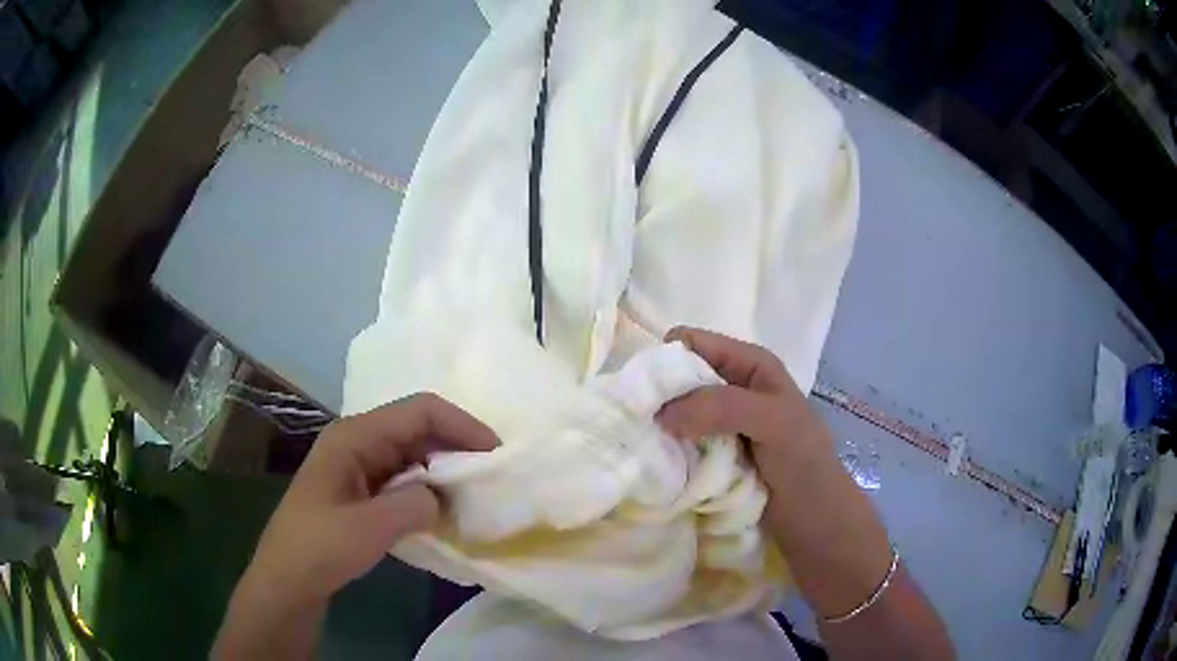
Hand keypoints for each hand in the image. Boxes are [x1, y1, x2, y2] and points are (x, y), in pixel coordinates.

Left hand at [214, 393, 498, 659]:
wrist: (289, 578)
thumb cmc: (320, 546)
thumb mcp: (369, 527)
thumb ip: (414, 504)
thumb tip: (442, 496)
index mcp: (355, 436)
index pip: (418, 411)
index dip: (460, 424)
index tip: (494, 452)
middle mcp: (359, 441)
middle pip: (417, 427)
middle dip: (456, 445)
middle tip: (489, 474)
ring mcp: (360, 465)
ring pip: (413, 453)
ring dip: (444, 468)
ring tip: (474, 492)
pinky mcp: (363, 489)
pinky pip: (404, 477)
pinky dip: (429, 488)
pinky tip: (444, 509)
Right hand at [656, 326, 830, 473]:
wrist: (813, 516)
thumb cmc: (802, 460)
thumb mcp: (772, 420)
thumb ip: (721, 407)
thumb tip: (660, 413)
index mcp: (748, 363)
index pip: (692, 343)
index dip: (667, 360)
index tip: (647, 395)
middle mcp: (731, 386)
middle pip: (679, 377)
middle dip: (660, 397)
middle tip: (643, 425)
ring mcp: (721, 422)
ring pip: (676, 412)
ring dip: (663, 428)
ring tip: (649, 447)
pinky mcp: (712, 452)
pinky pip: (680, 442)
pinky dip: (670, 450)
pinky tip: (663, 463)